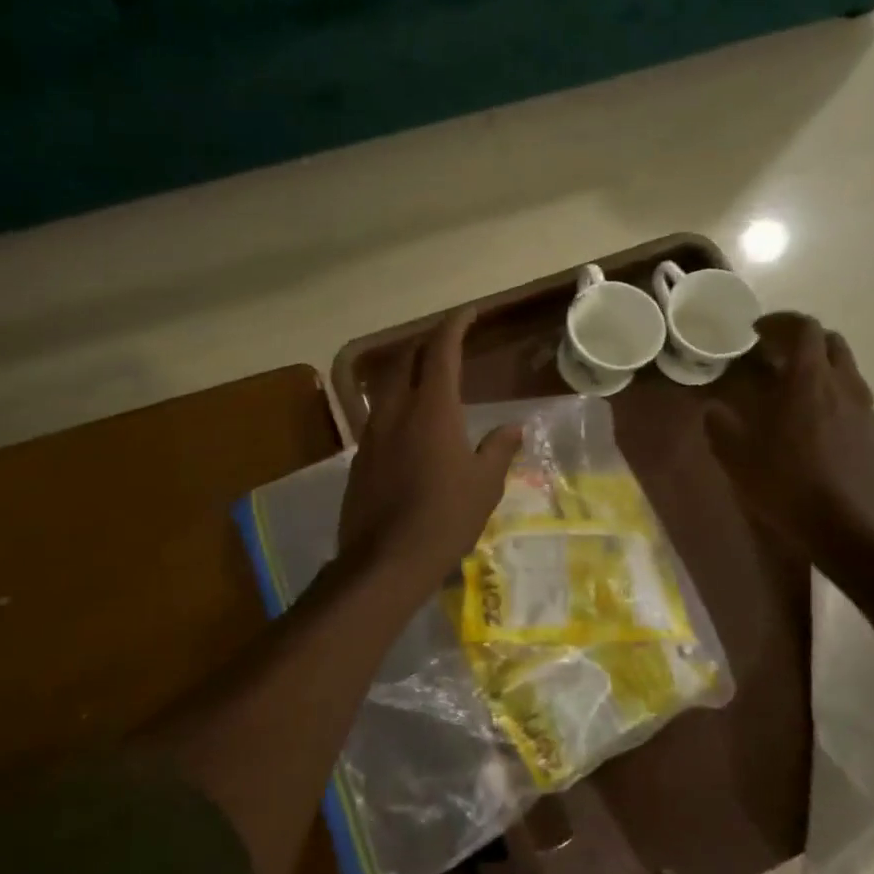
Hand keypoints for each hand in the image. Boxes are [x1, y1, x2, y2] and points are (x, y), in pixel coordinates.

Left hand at [340, 308, 522, 582]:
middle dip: (426, 344)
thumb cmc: (445, 518)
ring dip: (406, 372)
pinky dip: (395, 406)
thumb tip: (513, 428)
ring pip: (385, 386)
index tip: (468, 313)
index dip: (455, 325)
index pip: (441, 350)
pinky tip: (408, 427)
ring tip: (426, 380)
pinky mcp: (359, 458)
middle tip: (447, 344)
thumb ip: (498, 449)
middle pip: (405, 360)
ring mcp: (372, 433)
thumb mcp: (484, 485)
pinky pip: (377, 416)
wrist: (385, 561)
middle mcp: (396, 411)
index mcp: (432, 409)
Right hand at [705, 313, 873, 556]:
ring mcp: (866, 411)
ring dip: (819, 370)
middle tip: (774, 358)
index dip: (780, 322)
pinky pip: (854, 401)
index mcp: (808, 381)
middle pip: (831, 343)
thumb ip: (721, 424)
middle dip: (802, 342)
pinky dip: (833, 398)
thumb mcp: (736, 456)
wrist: (847, 530)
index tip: (757, 332)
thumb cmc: (786, 485)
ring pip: (846, 371)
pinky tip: (814, 427)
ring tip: (792, 393)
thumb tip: (715, 409)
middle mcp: (843, 386)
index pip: (804, 328)